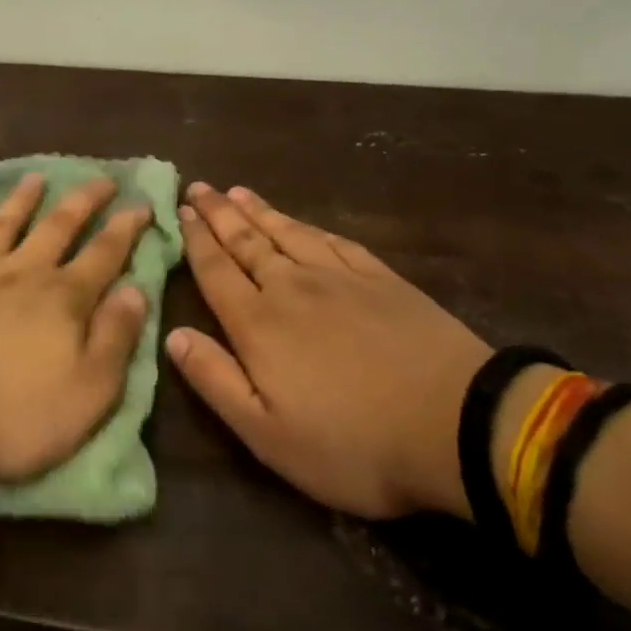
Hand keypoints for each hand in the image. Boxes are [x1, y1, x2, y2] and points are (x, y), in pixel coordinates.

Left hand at [0, 173, 151, 493]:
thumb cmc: (13, 419)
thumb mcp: (89, 392)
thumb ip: (116, 337)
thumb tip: (136, 289)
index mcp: (62, 299)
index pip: (104, 253)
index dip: (126, 227)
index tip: (142, 201)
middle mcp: (19, 274)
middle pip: (57, 227)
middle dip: (83, 200)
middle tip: (101, 178)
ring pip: (2, 225)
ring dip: (21, 200)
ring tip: (35, 178)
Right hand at [166, 183, 490, 519]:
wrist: (457, 426)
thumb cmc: (352, 443)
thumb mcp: (267, 433)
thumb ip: (215, 380)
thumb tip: (173, 336)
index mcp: (259, 324)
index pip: (216, 271)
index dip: (196, 240)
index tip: (180, 211)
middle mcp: (292, 288)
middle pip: (247, 242)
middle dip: (219, 213)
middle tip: (200, 187)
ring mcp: (341, 279)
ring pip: (288, 233)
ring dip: (260, 211)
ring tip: (238, 191)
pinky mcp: (383, 280)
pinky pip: (335, 241)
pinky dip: (310, 227)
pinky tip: (303, 223)